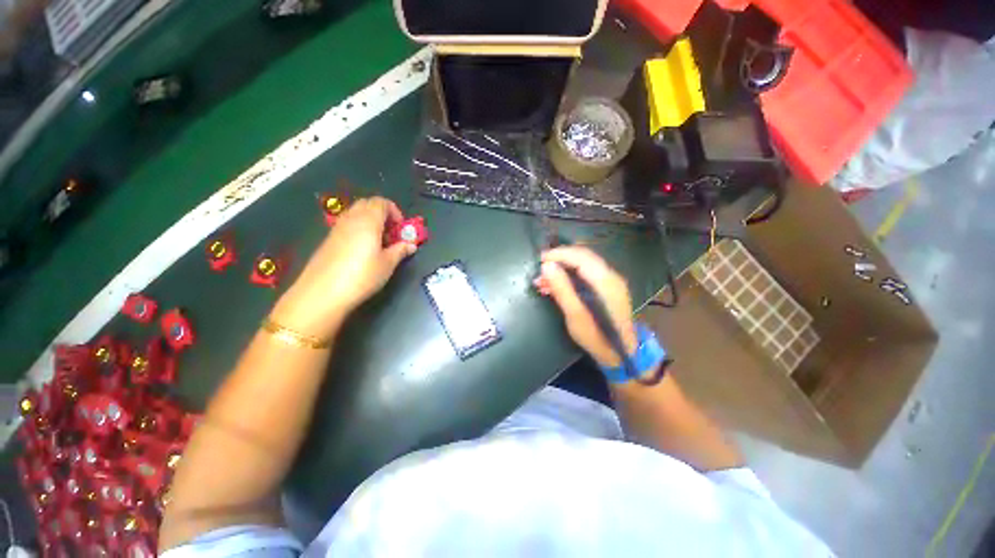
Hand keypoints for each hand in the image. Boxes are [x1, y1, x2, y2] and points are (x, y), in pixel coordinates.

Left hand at [272, 197, 416, 338]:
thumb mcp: (387, 264)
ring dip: (371, 222)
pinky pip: (347, 226)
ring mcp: (337, 229)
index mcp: (368, 221)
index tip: (401, 229)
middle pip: (368, 204)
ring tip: (380, 243)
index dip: (395, 211)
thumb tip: (411, 245)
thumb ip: (400, 251)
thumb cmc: (362, 275)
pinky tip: (363, 251)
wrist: (323, 293)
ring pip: (356, 214)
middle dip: (383, 214)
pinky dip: (359, 230)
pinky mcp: (329, 240)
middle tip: (392, 233)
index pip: (381, 202)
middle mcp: (351, 219)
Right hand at [534, 246, 637, 367]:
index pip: (581, 257)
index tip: (540, 260)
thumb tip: (546, 266)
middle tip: (539, 270)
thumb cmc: (597, 338)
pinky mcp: (607, 288)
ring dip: (562, 269)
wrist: (621, 355)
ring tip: (542, 282)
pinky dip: (569, 276)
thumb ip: (562, 289)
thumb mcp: (575, 316)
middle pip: (583, 256)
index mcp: (606, 282)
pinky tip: (554, 287)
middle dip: (559, 260)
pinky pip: (585, 273)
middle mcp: (611, 276)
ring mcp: (611, 281)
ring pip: (583, 264)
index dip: (559, 254)